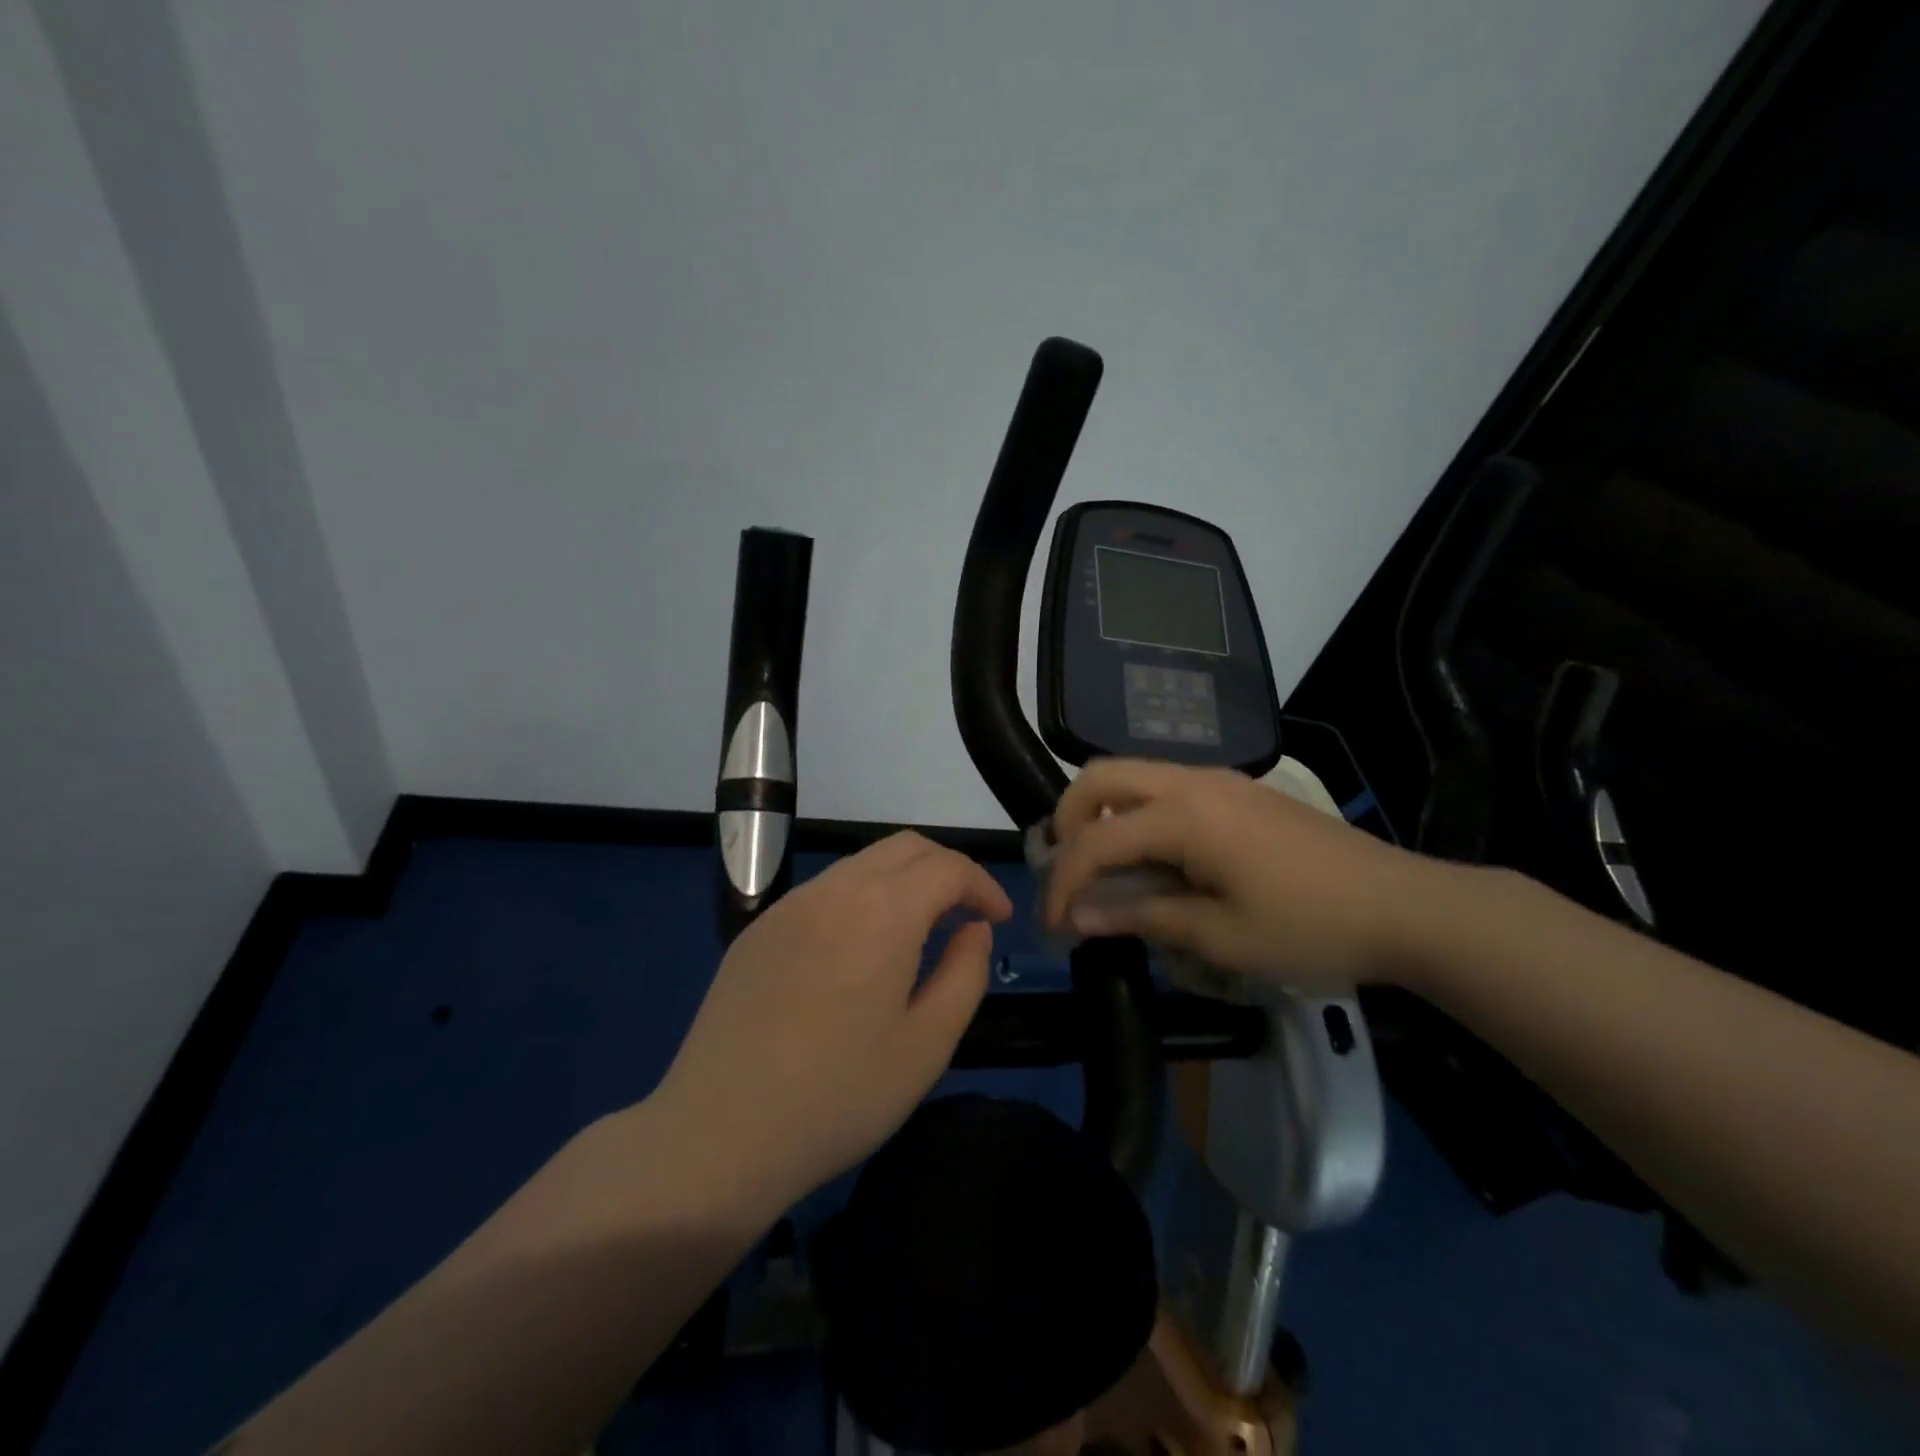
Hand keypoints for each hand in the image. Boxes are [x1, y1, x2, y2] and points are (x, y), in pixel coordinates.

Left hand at [653, 832, 1012, 1208]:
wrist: (718, 1134)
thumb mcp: (927, 1045)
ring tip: (918, 932)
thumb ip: (965, 973)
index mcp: (882, 912)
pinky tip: (860, 950)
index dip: (983, 885)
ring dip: (903, 881)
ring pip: (863, 863)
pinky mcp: (760, 929)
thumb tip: (973, 928)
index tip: (1000, 919)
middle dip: (946, 870)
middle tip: (965, 916)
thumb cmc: (839, 1096)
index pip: (948, 867)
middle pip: (906, 848)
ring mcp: (790, 906)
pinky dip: (862, 898)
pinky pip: (826, 890)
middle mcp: (835, 890)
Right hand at [1043, 759, 1440, 993]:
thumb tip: (1080, 917)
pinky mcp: (1237, 790)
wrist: (1405, 906)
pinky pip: (1164, 785)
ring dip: (1102, 813)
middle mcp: (1192, 781)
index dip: (1064, 884)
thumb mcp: (1221, 937)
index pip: (1096, 841)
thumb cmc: (1311, 927)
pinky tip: (1153, 856)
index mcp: (1184, 815)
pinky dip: (1136, 812)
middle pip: (1100, 776)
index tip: (1054, 926)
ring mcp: (1218, 779)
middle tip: (1068, 873)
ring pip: (1132, 773)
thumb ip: (1143, 916)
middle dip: (1068, 822)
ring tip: (1102, 867)